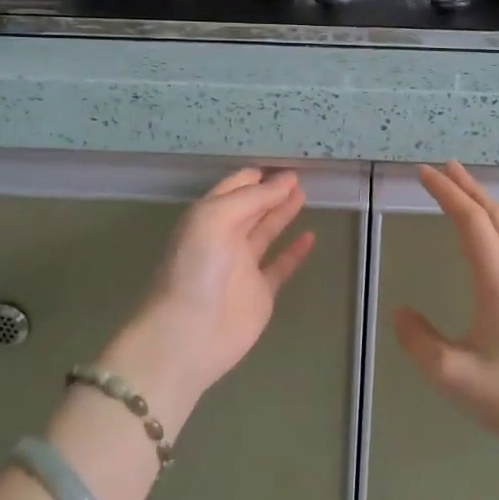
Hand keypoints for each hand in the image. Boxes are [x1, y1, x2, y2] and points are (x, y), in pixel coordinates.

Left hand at [106, 169, 314, 422]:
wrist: (188, 334)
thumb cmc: (196, 268)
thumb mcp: (215, 218)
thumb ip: (252, 198)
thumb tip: (286, 180)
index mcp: (207, 217)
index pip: (233, 188)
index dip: (255, 176)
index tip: (281, 165)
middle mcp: (223, 238)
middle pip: (251, 207)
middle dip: (271, 191)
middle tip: (299, 176)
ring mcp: (242, 267)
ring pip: (266, 232)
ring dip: (282, 213)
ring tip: (304, 194)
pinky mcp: (259, 293)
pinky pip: (280, 266)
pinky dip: (295, 252)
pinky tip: (310, 236)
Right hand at [394, 162, 498, 454]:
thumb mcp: (452, 376)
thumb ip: (418, 341)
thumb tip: (399, 311)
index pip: (471, 223)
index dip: (446, 193)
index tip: (423, 173)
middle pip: (495, 216)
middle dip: (467, 188)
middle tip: (442, 168)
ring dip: (490, 202)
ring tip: (470, 190)